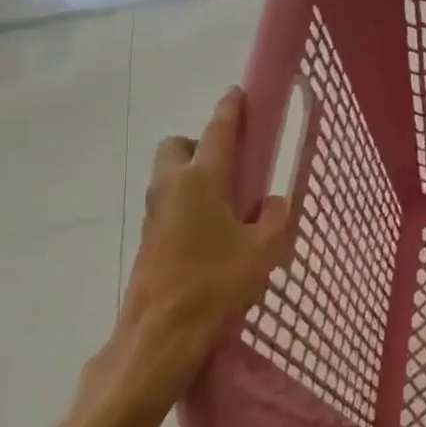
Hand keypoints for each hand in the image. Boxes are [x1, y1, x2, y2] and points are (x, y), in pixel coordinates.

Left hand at [102, 88, 290, 407]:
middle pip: (178, 146)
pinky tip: (212, 235)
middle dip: (199, 144)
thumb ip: (277, 218)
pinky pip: (169, 203)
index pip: (218, 131)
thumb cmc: (216, 283)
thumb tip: (275, 203)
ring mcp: (154, 212)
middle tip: (230, 168)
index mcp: (202, 180)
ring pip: (170, 176)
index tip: (238, 92)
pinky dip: (188, 204)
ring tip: (228, 207)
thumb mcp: (264, 250)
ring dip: (194, 176)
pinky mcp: (148, 238)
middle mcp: (171, 186)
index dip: (230, 109)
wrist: (160, 334)